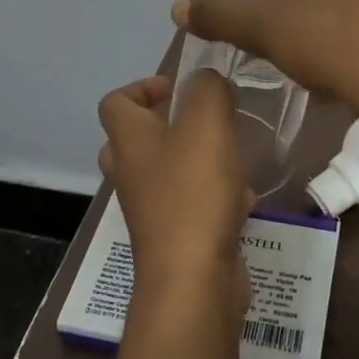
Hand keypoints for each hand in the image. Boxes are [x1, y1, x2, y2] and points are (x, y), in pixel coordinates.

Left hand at [97, 72, 251, 301]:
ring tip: (229, 156)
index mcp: (129, 141)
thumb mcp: (208, 123)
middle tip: (199, 121)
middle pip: (132, 141)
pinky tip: (243, 199)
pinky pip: (187, 205)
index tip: (176, 88)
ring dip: (192, 161)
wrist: (192, 278)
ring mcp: (148, 210)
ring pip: (162, 174)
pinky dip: (211, 197)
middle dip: (164, 126)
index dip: (141, 87)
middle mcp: (130, 174)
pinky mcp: (172, 237)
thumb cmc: (194, 192)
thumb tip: (206, 80)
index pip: (115, 102)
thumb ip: (208, 90)